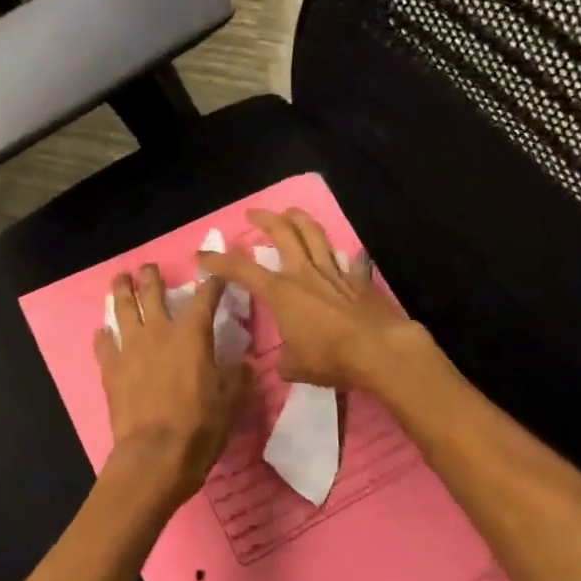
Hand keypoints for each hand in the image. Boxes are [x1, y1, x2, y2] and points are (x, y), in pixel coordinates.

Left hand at [95, 264, 254, 507]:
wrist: (154, 455)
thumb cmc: (199, 426)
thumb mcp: (230, 401)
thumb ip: (237, 377)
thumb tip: (245, 364)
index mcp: (192, 334)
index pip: (205, 297)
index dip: (212, 282)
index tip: (216, 272)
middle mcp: (159, 332)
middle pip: (152, 293)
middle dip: (152, 277)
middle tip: (149, 267)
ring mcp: (130, 348)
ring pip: (123, 310)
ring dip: (121, 292)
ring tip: (119, 279)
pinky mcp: (110, 369)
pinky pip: (103, 345)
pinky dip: (103, 336)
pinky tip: (102, 332)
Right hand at [199, 209, 424, 391]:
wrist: (378, 350)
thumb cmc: (330, 357)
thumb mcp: (295, 367)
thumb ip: (285, 360)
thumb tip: (286, 361)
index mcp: (281, 292)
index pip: (242, 270)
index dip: (219, 261)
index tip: (202, 254)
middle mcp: (304, 274)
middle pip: (283, 234)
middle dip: (265, 219)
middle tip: (253, 214)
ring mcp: (333, 273)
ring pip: (314, 235)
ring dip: (300, 220)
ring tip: (291, 213)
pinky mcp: (358, 280)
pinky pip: (349, 260)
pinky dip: (343, 255)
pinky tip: (346, 253)